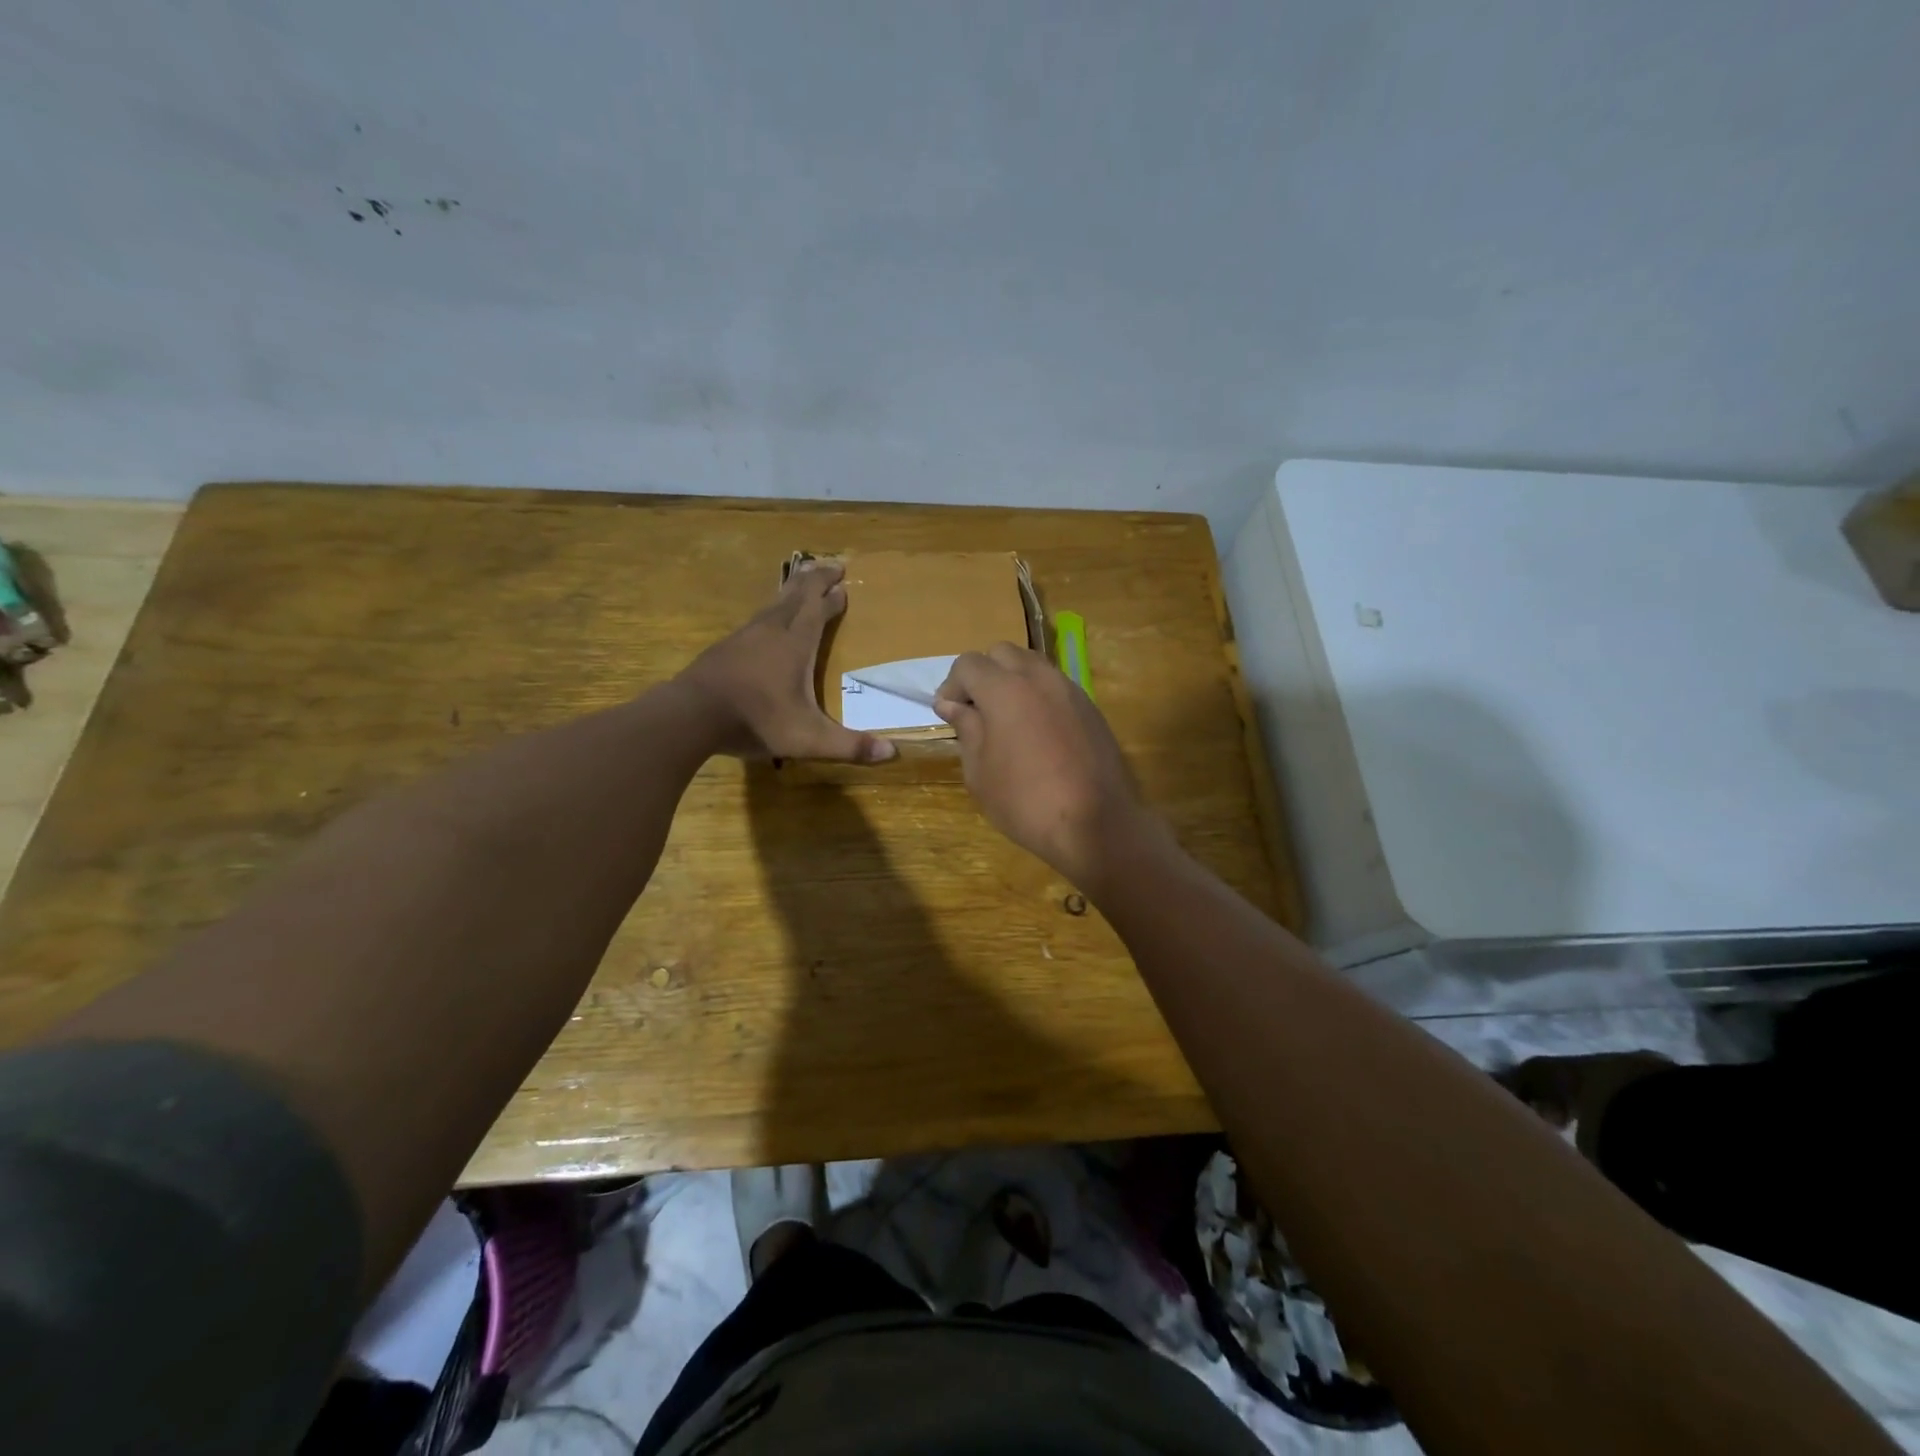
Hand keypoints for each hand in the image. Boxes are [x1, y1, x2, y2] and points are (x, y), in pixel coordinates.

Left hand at [677, 563, 896, 763]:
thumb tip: (893, 753)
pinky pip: (755, 619)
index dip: (833, 597)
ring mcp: (744, 636)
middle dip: (815, 579)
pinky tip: (766, 621)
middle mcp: (771, 631)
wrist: (690, 715)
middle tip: (831, 565)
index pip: (819, 611)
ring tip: (801, 581)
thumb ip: (850, 745)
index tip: (845, 585)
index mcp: (795, 644)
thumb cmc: (756, 720)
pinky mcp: (725, 648)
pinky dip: (770, 610)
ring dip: (792, 590)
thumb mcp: (809, 739)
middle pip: (796, 595)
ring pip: (773, 603)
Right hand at [933, 643, 1156, 886]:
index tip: (949, 714)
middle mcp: (1039, 677)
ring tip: (1006, 720)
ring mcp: (1070, 690)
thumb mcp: (980, 771)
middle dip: (983, 674)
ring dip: (1012, 681)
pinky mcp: (1091, 708)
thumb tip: (954, 705)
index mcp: (1005, 689)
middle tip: (976, 711)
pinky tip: (1036, 732)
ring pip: (1033, 665)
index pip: (968, 663)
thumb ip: (966, 729)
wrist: (1096, 824)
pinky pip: (1056, 685)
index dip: (952, 685)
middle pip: (1002, 653)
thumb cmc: (1025, 801)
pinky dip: (1038, 695)